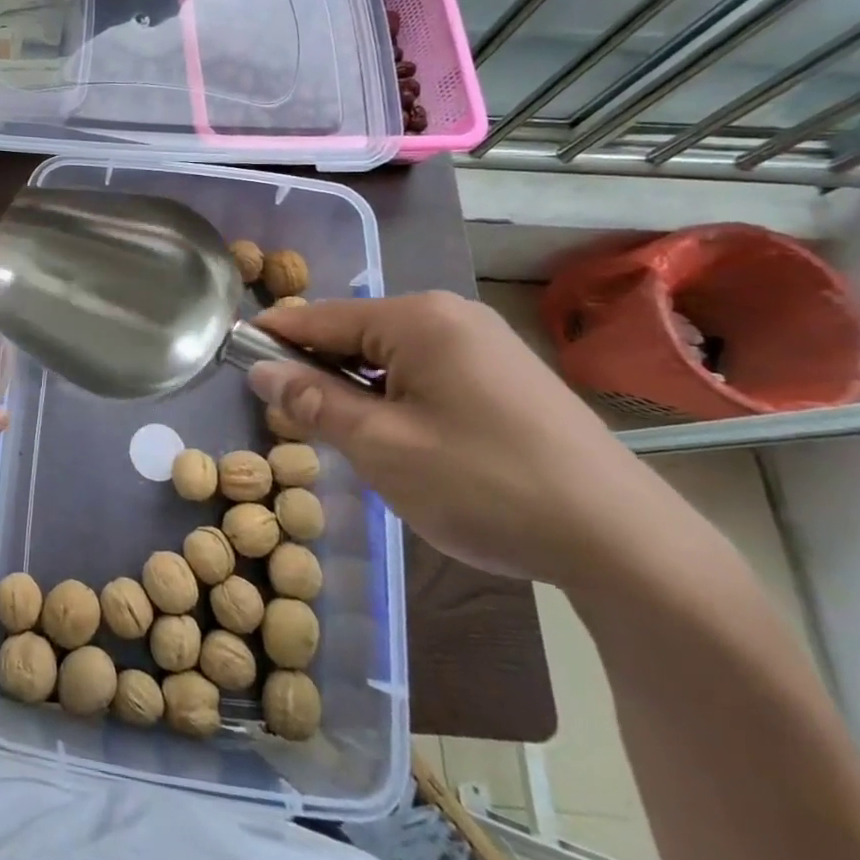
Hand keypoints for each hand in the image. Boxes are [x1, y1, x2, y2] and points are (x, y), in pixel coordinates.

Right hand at [248, 291, 676, 590]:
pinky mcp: (504, 374)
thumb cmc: (486, 485)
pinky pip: (424, 371)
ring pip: (387, 355)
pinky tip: (398, 439)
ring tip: (343, 437)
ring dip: (355, 389)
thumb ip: (313, 401)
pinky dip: (394, 397)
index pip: (318, 317)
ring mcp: (483, 343)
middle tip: (291, 420)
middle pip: (353, 332)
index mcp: (417, 318)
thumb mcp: (381, 446)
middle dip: (316, 371)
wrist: (625, 544)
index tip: (234, 365)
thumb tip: (259, 369)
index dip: (271, 340)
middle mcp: (450, 315)